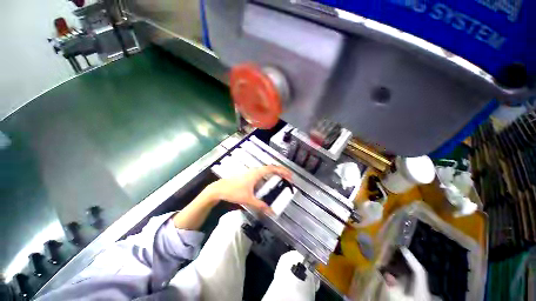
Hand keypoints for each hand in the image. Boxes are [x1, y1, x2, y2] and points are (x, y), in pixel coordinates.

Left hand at [207, 165, 291, 214]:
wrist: (219, 188)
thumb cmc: (233, 191)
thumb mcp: (248, 199)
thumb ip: (260, 205)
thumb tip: (271, 212)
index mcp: (257, 173)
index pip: (273, 169)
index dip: (283, 171)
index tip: (290, 176)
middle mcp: (255, 170)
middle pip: (271, 167)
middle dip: (281, 171)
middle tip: (288, 178)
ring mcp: (251, 171)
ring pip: (266, 169)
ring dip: (275, 173)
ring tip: (281, 179)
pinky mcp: (248, 174)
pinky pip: (262, 173)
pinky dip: (268, 175)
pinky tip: (268, 182)